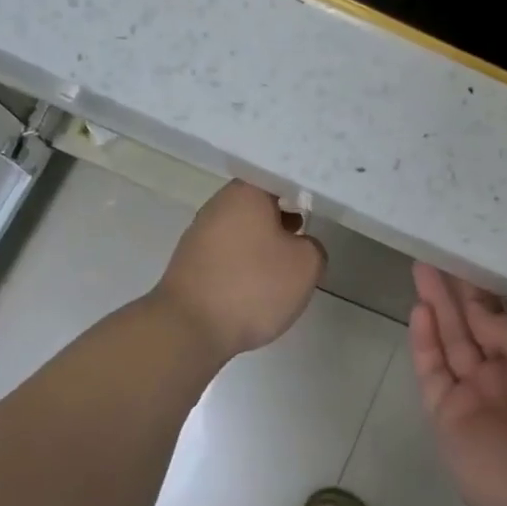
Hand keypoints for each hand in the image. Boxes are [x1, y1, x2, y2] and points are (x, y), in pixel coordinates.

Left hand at [153, 181, 326, 359]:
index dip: (299, 186)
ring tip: (286, 261)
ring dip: (263, 240)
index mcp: (245, 194)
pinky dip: (245, 262)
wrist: (189, 329)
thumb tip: (302, 245)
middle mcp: (218, 205)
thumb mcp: (306, 266)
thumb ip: (314, 247)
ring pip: (241, 228)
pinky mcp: (190, 263)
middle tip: (307, 228)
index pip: (276, 176)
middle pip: (257, 202)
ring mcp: (199, 234)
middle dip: (282, 214)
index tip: (317, 199)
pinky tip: (259, 283)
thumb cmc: (253, 286)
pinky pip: (227, 253)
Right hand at [409, 264, 506, 505]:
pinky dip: (424, 342)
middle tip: (438, 253)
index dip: (491, 286)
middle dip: (458, 289)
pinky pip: (433, 371)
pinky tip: (420, 310)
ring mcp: (475, 393)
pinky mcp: (447, 414)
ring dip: (437, 306)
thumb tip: (477, 313)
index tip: (473, 253)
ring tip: (422, 268)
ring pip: (451, 340)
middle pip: (476, 322)